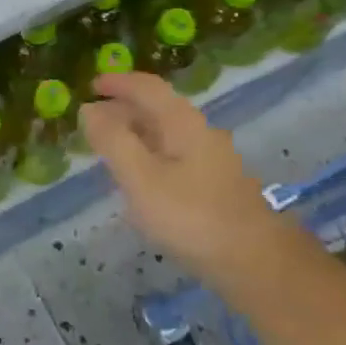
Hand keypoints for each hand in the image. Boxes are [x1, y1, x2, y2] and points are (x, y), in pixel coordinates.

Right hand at [80, 72, 281, 279]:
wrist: (255, 262)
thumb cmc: (191, 216)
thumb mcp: (141, 178)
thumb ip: (113, 141)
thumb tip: (89, 109)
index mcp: (182, 123)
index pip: (147, 88)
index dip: (118, 82)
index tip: (91, 85)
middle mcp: (199, 132)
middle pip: (158, 108)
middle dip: (123, 108)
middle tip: (92, 120)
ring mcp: (211, 160)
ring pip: (166, 134)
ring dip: (136, 133)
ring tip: (109, 147)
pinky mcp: (214, 186)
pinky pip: (173, 156)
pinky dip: (149, 154)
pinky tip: (139, 178)